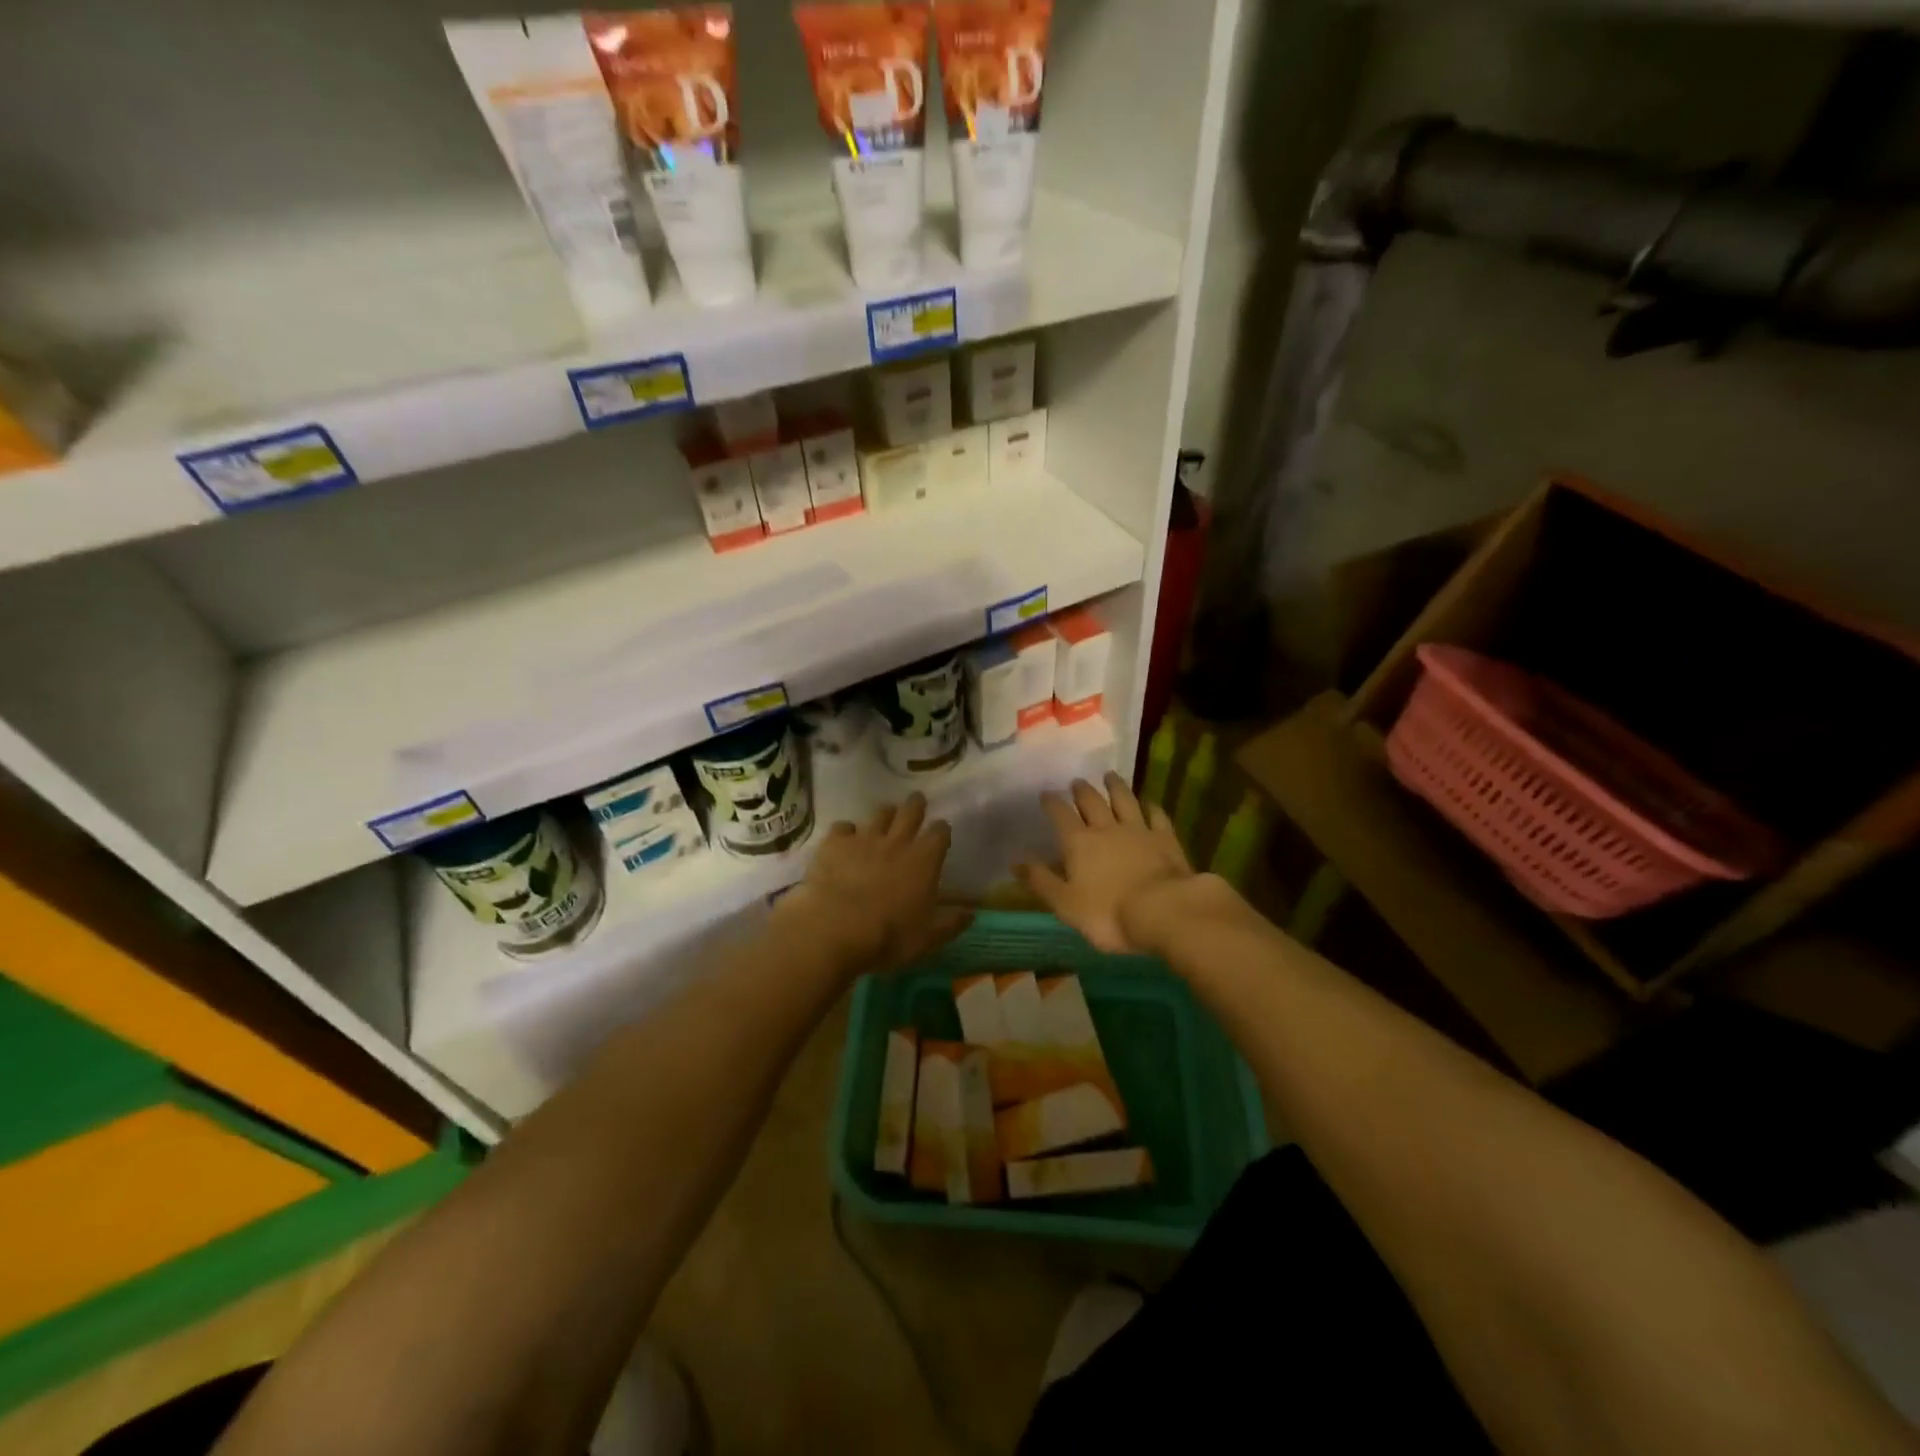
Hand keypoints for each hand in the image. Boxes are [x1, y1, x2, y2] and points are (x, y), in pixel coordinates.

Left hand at [778, 794, 970, 973]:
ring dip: (885, 814)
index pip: (940, 833)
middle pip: (910, 812)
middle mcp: (897, 842)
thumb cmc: (889, 936)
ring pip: (879, 815)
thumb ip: (950, 924)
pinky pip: (843, 828)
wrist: (836, 930)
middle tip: (916, 800)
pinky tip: (845, 838)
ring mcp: (864, 839)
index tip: (941, 831)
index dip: (941, 830)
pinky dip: (846, 831)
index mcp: (924, 861)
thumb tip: (971, 915)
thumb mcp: (927, 938)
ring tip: (885, 816)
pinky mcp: (835, 844)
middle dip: (916, 805)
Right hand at [1017, 773, 1205, 953]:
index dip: (1052, 803)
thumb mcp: (1065, 904)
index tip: (1045, 793)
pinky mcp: (1165, 839)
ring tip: (1110, 775)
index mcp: (1079, 843)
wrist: (1164, 911)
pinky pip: (1156, 815)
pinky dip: (1151, 806)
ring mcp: (1139, 830)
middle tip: (1077, 781)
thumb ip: (1041, 881)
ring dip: (1116, 787)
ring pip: (1125, 800)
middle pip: (1092, 802)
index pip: (1061, 815)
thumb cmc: (1108, 913)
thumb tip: (1016, 862)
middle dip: (1082, 791)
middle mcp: (1107, 828)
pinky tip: (1149, 802)